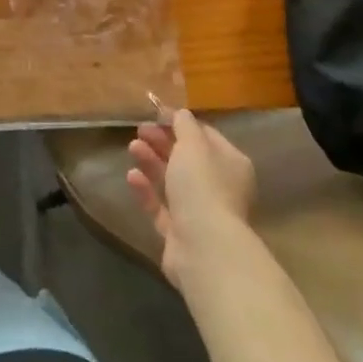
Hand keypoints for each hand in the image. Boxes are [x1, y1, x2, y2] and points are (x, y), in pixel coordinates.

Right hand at [126, 108, 256, 288]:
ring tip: (132, 147)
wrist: (203, 248)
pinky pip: (161, 207)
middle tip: (139, 130)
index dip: (180, 123)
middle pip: (187, 158)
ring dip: (152, 162)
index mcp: (230, 163)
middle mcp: (219, 187)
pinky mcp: (180, 234)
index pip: (205, 135)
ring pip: (173, 182)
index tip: (156, 113)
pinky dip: (147, 191)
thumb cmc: (203, 186)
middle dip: (162, 142)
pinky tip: (131, 176)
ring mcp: (200, 212)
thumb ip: (184, 125)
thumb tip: (180, 113)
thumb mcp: (193, 145)